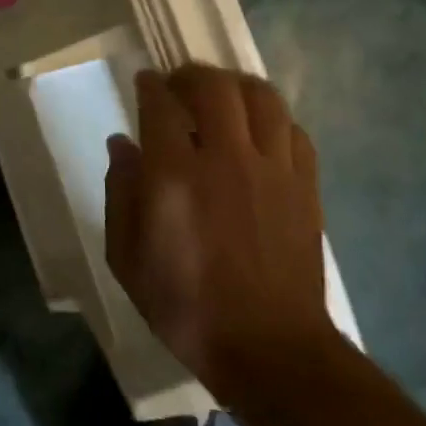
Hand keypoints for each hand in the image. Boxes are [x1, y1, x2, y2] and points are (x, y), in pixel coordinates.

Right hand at [105, 66, 341, 400]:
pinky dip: (273, 119)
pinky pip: (294, 130)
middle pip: (214, 86)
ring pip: (261, 97)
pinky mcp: (305, 187)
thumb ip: (119, 192)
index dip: (150, 86)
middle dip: (191, 75)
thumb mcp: (126, 257)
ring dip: (236, 86)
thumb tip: (122, 145)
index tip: (144, 82)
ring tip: (222, 97)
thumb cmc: (185, 305)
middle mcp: (225, 159)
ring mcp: (273, 170)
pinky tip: (259, 132)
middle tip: (179, 84)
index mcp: (175, 176)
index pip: (161, 104)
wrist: (269, 350)